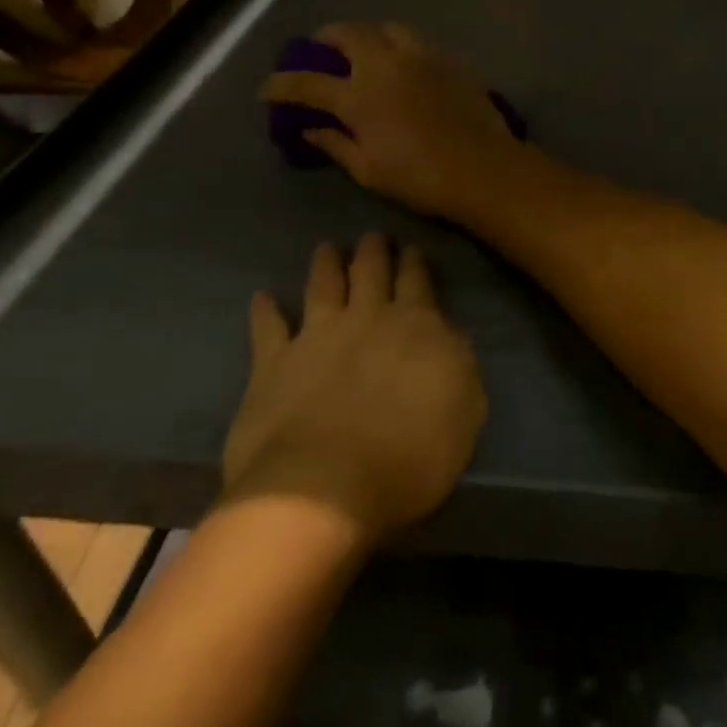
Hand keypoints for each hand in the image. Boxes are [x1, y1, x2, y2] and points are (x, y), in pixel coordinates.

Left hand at [223, 235, 485, 540]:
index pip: (418, 281)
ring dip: (326, 264)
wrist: (324, 489)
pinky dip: (264, 310)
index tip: (412, 248)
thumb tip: (450, 337)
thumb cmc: (409, 457)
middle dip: (374, 251)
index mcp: (417, 326)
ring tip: (327, 248)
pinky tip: (261, 297)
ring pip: (323, 285)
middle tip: (373, 237)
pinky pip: (267, 328)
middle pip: (371, 271)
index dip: (415, 263)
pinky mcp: (273, 364)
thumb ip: (460, 367)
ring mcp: (317, 337)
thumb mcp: (465, 413)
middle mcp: (367, 318)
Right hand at [261, 21, 520, 218]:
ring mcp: (421, 56)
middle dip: (325, 38)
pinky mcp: (448, 58)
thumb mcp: (368, 170)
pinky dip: (398, 42)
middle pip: (348, 35)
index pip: (307, 83)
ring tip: (362, 45)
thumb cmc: (420, 177)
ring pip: (385, 28)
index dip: (281, 84)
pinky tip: (401, 57)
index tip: (268, 87)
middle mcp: (385, 65)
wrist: (483, 166)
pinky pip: (416, 39)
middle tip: (319, 47)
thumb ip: (335, 144)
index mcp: (358, 95)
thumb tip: (310, 130)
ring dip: (366, 32)